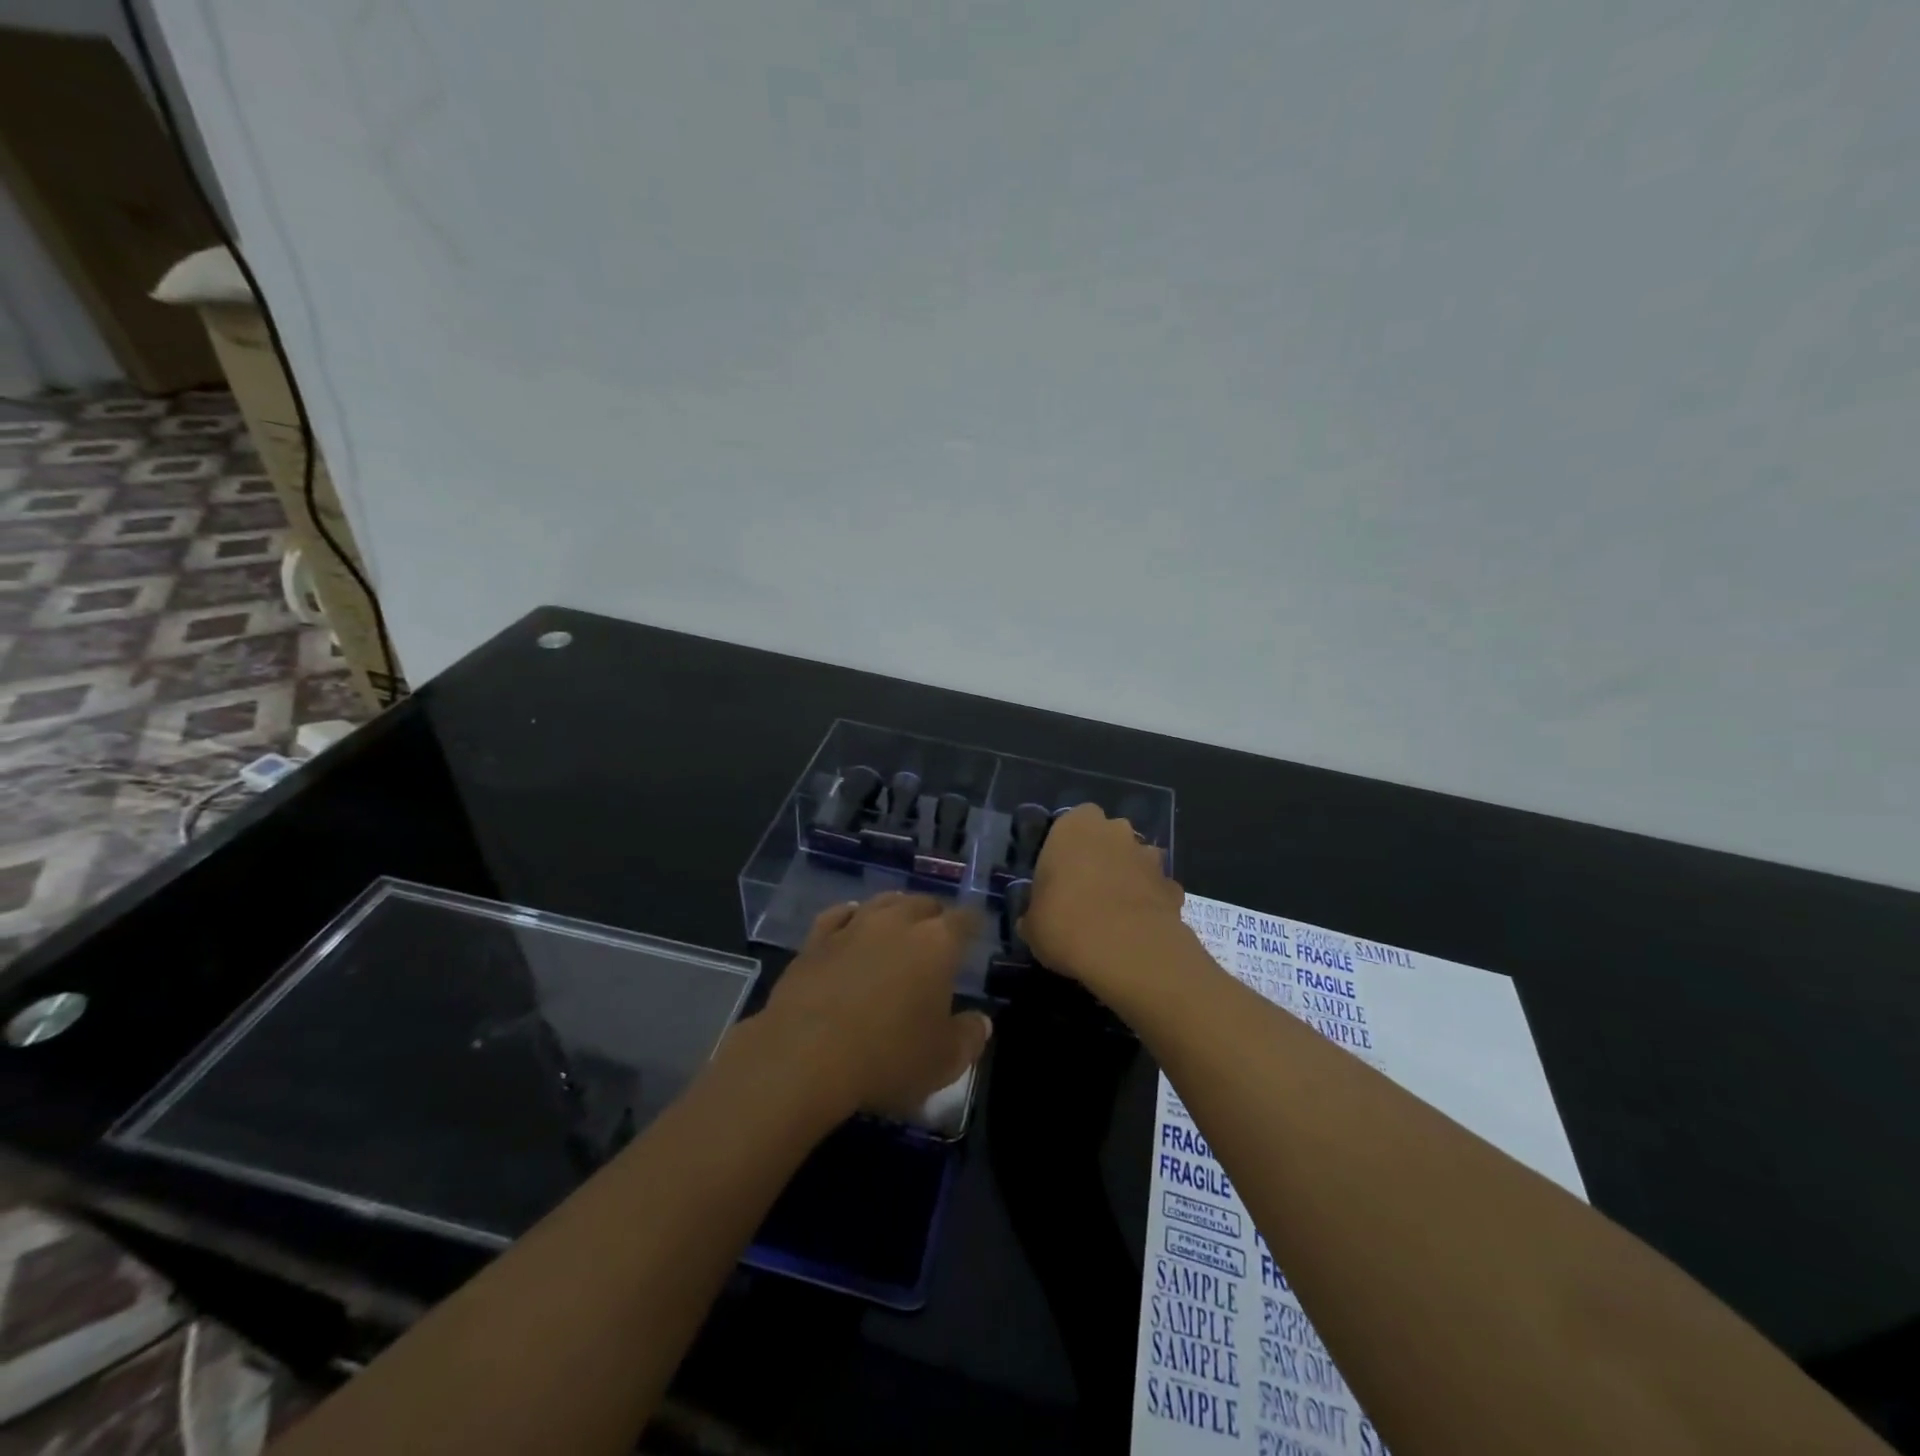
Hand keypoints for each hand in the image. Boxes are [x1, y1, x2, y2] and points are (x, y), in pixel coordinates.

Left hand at [757, 893, 991, 1120]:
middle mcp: (898, 922)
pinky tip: (851, 922)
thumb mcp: (944, 1062)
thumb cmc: (887, 1057)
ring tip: (899, 924)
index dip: (973, 924)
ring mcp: (854, 925)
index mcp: (937, 943)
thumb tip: (982, 1022)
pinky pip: (839, 914)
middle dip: (934, 915)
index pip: (965, 920)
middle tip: (936, 936)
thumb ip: (969, 1038)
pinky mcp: (816, 939)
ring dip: (896, 910)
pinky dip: (851, 916)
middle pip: (924, 903)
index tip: (975, 933)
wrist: (804, 1055)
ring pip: (883, 902)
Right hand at [1021, 804, 1186, 991]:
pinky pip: (1156, 889)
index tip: (1060, 874)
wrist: (1127, 949)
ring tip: (1115, 912)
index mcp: (1074, 827)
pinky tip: (1139, 929)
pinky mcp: (1173, 886)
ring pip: (1136, 859)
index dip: (1068, 847)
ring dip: (1128, 876)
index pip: (1073, 821)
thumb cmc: (1065, 923)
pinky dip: (1150, 903)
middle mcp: (1115, 831)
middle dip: (1102, 856)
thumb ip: (1035, 912)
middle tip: (1086, 891)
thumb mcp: (1032, 923)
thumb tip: (1034, 921)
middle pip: (1108, 836)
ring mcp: (1148, 857)